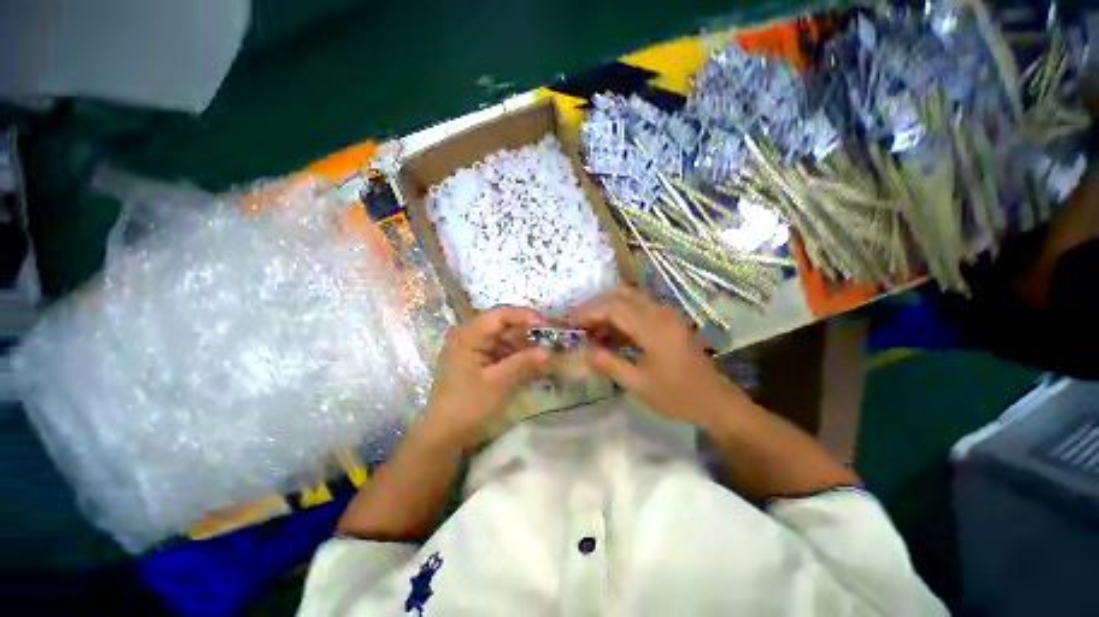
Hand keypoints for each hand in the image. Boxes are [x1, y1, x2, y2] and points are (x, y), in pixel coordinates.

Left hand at [420, 306, 552, 449]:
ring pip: (503, 335)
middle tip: (550, 340)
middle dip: (527, 331)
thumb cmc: (467, 405)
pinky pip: (499, 347)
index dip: (525, 316)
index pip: (500, 315)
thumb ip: (523, 362)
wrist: (444, 431)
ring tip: (544, 351)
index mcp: (467, 335)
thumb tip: (550, 351)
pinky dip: (515, 352)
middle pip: (502, 324)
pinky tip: (530, 360)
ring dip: (523, 343)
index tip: (547, 325)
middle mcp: (468, 333)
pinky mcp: (475, 356)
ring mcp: (471, 345)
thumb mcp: (498, 382)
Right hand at [571, 286, 751, 427]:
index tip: (570, 322)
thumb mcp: (637, 383)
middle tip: (578, 323)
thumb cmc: (676, 395)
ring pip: (630, 298)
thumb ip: (608, 363)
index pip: (613, 307)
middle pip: (620, 295)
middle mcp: (659, 313)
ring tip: (591, 326)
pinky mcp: (669, 320)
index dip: (588, 311)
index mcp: (652, 327)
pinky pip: (639, 307)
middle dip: (595, 305)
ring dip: (608, 308)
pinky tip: (612, 331)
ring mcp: (666, 314)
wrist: (715, 400)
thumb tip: (582, 351)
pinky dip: (621, 313)